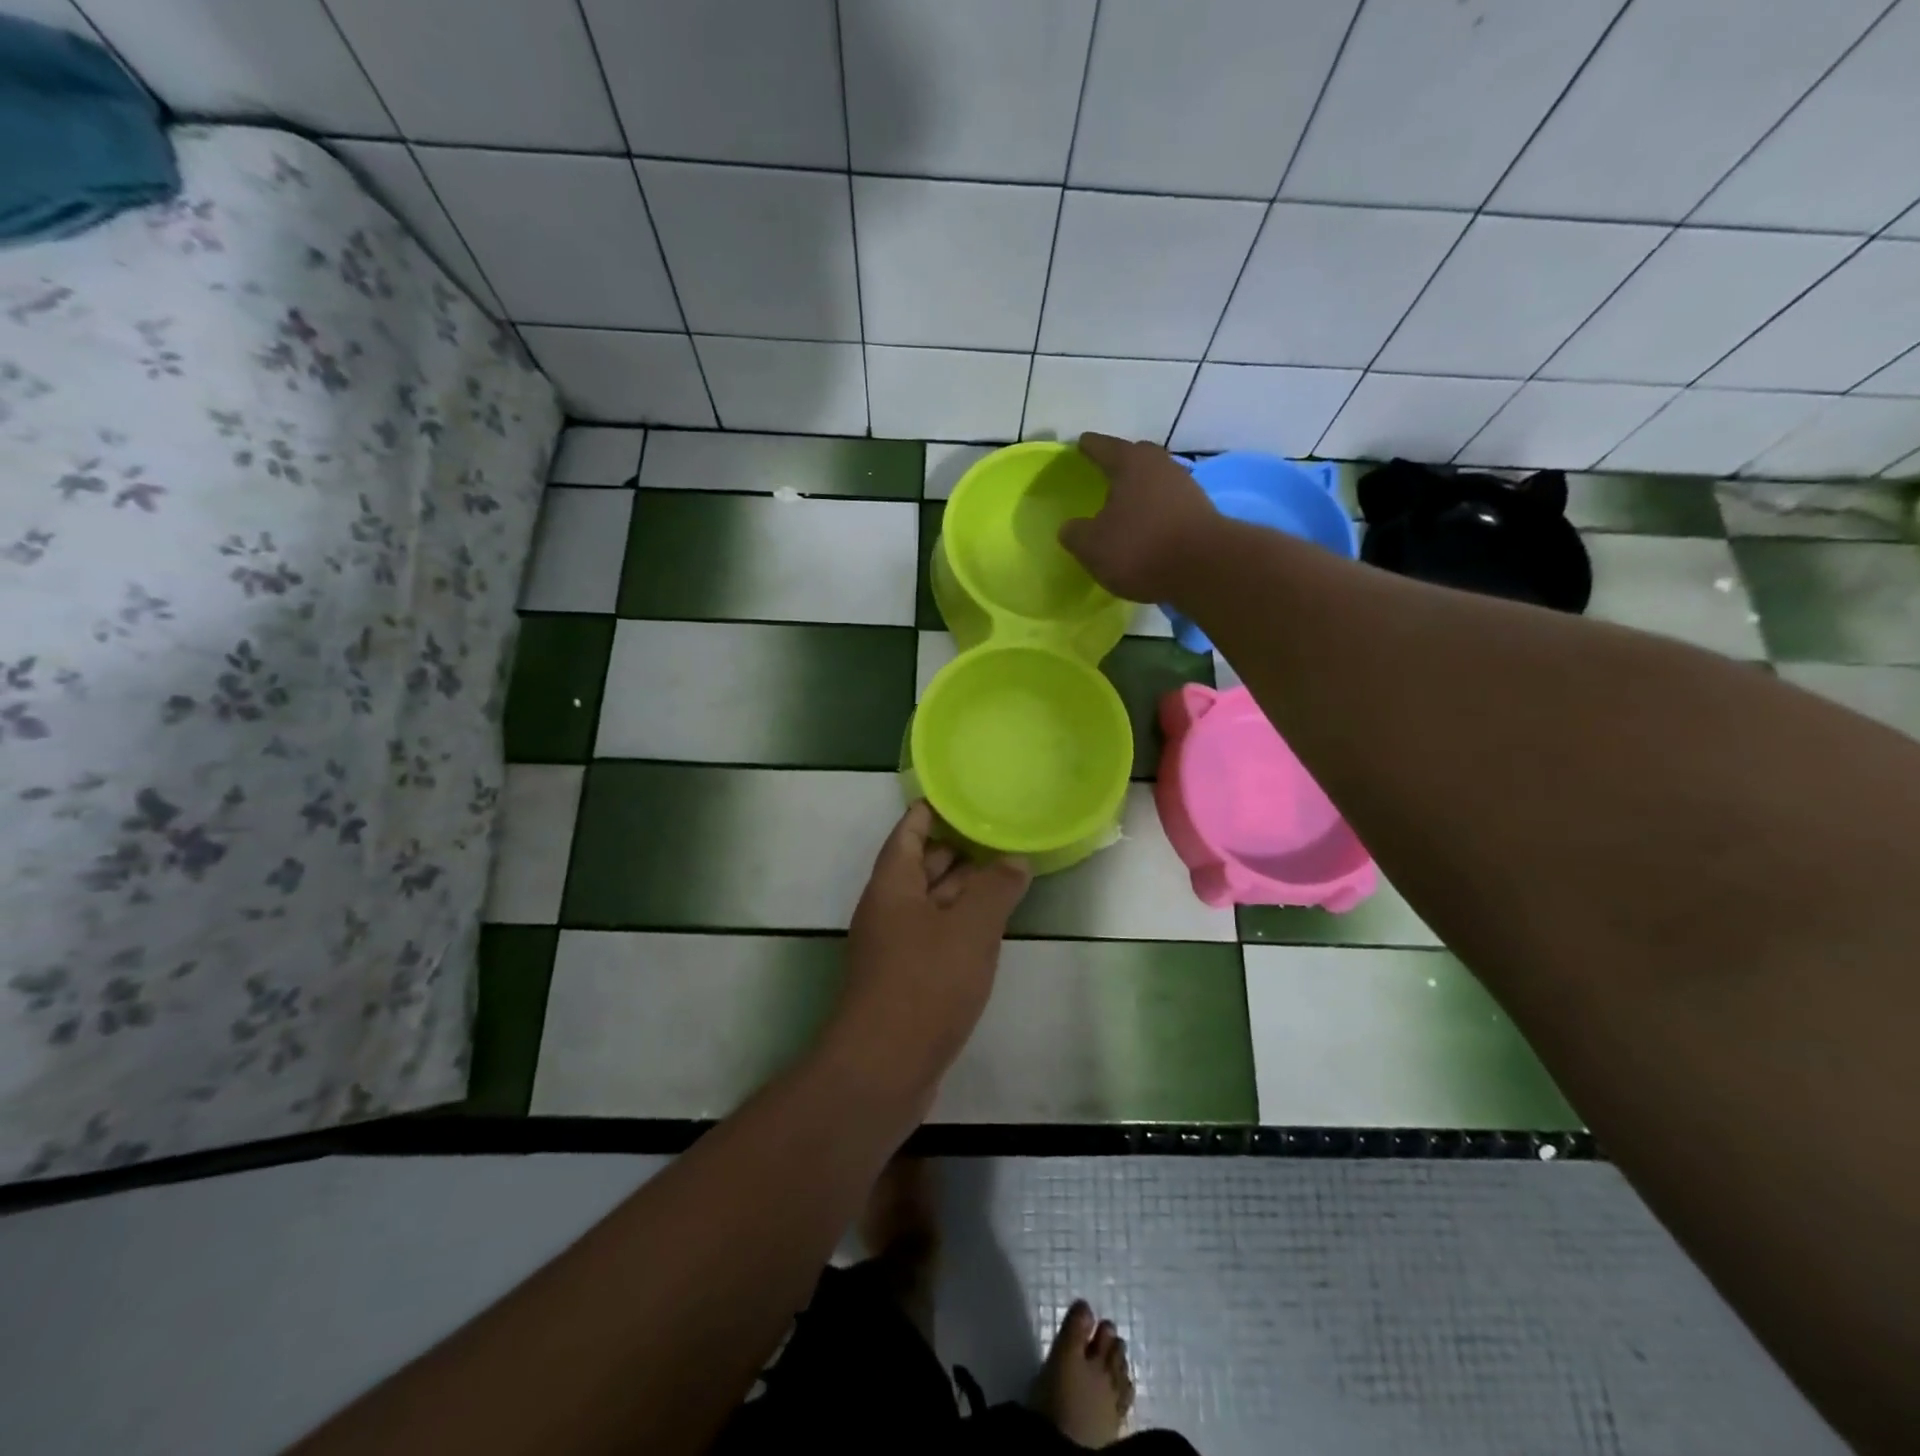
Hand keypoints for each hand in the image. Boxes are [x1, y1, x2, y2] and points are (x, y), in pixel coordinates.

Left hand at [826, 802, 1030, 1104]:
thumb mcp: (970, 929)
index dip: (931, 810)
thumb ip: (995, 889)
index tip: (961, 794)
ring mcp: (895, 947)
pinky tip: (990, 927)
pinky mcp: (906, 979)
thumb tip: (1014, 860)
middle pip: (919, 866)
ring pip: (930, 903)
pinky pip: (935, 935)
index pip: (908, 831)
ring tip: (1004, 872)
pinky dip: (960, 923)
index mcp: (893, 885)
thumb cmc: (925, 984)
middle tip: (997, 831)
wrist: (883, 1068)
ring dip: (962, 888)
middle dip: (955, 848)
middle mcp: (888, 910)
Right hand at [1061, 432, 1219, 602]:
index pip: (1102, 446)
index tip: (1080, 444)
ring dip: (1140, 490)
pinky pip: (1169, 504)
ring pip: (1155, 481)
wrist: (1206, 569)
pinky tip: (1147, 527)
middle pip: (1135, 457)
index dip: (1088, 447)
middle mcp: (1160, 465)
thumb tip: (1070, 527)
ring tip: (1124, 506)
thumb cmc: (1140, 548)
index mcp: (1130, 462)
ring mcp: (1185, 486)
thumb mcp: (1092, 546)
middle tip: (1104, 475)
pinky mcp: (1201, 511)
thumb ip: (1075, 533)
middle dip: (1119, 464)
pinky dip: (1156, 511)